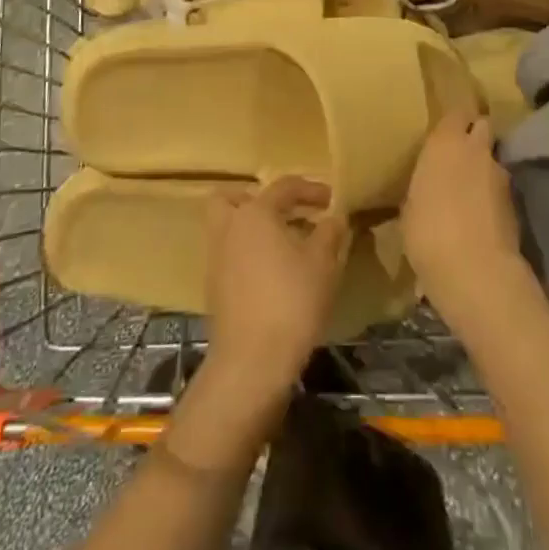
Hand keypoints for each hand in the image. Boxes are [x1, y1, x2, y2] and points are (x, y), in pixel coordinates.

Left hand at [204, 177, 350, 399]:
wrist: (252, 363)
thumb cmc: (291, 301)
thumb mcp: (323, 263)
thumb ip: (329, 232)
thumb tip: (334, 217)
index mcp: (255, 212)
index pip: (284, 187)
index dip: (311, 189)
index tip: (331, 200)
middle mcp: (229, 228)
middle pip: (233, 198)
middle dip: (257, 200)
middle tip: (285, 214)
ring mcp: (216, 259)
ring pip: (228, 228)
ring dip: (251, 229)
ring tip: (284, 245)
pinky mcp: (214, 289)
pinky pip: (229, 256)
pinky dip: (247, 255)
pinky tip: (272, 274)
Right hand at [402, 111, 529, 319]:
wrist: (477, 272)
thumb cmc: (428, 233)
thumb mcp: (410, 208)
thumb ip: (423, 186)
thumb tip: (429, 188)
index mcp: (445, 142)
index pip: (456, 112)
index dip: (452, 121)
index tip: (443, 130)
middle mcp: (476, 149)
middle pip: (481, 127)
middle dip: (473, 137)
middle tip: (457, 157)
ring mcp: (500, 175)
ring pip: (492, 160)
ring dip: (483, 170)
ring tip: (468, 194)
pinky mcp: (516, 203)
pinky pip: (499, 190)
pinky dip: (491, 198)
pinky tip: (480, 218)